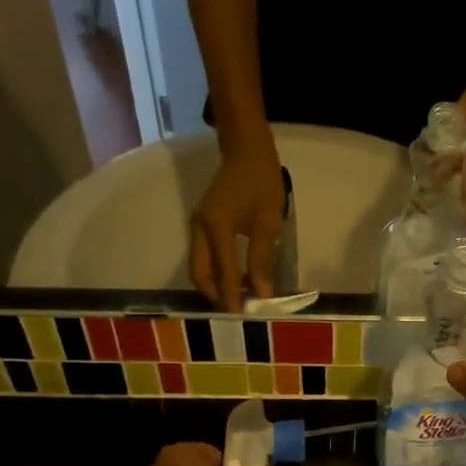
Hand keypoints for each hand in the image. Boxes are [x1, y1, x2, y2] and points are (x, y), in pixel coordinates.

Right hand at [191, 148, 282, 310]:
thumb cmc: (262, 183)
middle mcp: (199, 229)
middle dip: (216, 293)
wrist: (246, 151)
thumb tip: (261, 292)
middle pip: (199, 273)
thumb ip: (261, 260)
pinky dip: (214, 270)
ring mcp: (196, 225)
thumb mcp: (268, 224)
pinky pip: (202, 255)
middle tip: (238, 306)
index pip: (222, 272)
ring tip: (238, 294)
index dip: (232, 295)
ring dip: (214, 283)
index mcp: (216, 228)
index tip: (242, 314)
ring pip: (198, 265)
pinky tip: (234, 275)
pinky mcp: (201, 223)